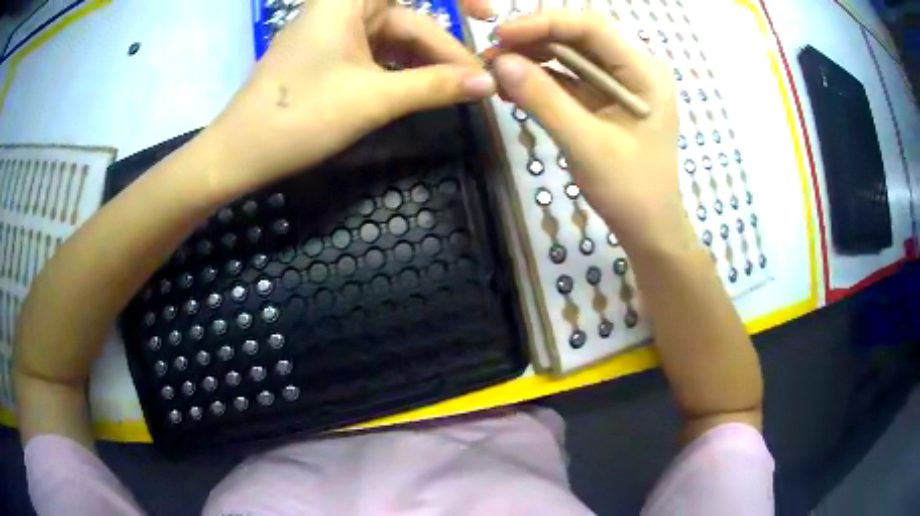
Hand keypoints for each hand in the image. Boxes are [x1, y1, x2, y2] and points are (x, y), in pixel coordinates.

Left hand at [202, 0, 494, 197]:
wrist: (237, 155)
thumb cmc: (298, 117)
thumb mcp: (372, 100)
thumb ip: (435, 86)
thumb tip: (489, 83)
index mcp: (347, 1)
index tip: (489, 16)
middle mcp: (342, 9)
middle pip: (407, 21)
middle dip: (443, 49)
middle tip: (478, 83)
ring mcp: (334, 34)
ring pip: (394, 40)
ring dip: (424, 64)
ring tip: (456, 91)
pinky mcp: (328, 56)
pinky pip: (376, 55)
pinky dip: (400, 71)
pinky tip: (420, 91)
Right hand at [488, 11, 693, 253]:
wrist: (648, 228)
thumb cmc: (630, 190)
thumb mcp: (586, 145)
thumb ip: (544, 100)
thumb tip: (500, 62)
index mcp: (644, 73)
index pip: (592, 27)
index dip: (544, 23)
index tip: (501, 34)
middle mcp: (635, 69)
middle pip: (580, 36)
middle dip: (535, 39)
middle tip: (492, 53)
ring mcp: (620, 84)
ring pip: (572, 54)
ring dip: (533, 57)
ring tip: (495, 68)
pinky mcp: (606, 99)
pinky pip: (571, 78)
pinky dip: (542, 79)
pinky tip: (514, 85)